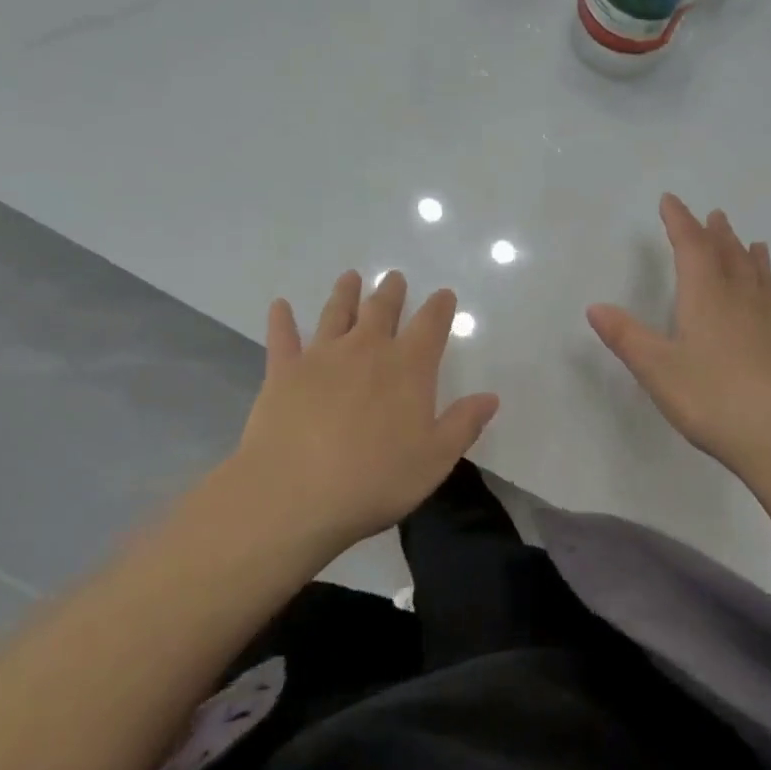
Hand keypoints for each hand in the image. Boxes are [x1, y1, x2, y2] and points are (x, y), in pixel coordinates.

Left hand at [229, 270, 499, 549]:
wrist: (295, 492)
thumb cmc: (375, 479)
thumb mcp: (435, 459)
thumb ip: (463, 424)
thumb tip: (490, 397)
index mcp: (408, 367)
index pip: (430, 325)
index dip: (439, 307)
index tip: (444, 294)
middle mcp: (366, 350)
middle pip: (382, 310)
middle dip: (391, 292)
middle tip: (394, 277)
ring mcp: (321, 356)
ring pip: (336, 313)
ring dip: (346, 293)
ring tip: (350, 277)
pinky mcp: (283, 371)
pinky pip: (283, 337)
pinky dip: (282, 319)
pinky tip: (280, 305)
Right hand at [587, 194, 770, 476]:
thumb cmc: (712, 399)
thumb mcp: (656, 368)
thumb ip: (626, 336)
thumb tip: (595, 306)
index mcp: (707, 299)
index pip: (691, 249)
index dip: (680, 222)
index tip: (671, 200)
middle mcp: (743, 304)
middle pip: (731, 259)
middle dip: (719, 236)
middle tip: (716, 216)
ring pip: (764, 284)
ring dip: (756, 262)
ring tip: (756, 245)